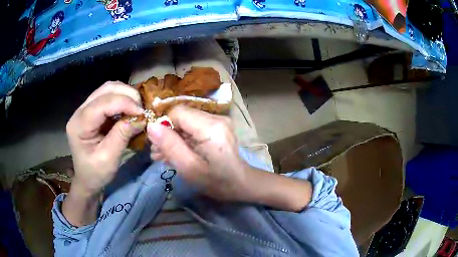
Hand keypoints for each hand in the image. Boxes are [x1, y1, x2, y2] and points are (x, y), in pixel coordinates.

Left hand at [66, 81, 144, 196]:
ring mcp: (84, 109)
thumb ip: (122, 135)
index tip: (143, 113)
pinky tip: (128, 109)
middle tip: (141, 109)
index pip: (102, 104)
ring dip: (125, 94)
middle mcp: (79, 111)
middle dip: (127, 95)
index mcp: (79, 125)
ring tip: (136, 108)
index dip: (124, 103)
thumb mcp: (109, 158)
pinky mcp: (91, 110)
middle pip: (105, 89)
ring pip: (107, 89)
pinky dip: (121, 99)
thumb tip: (141, 117)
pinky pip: (108, 96)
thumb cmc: (96, 173)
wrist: (87, 179)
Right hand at [147, 106, 246, 200]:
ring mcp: (218, 121)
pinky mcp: (217, 126)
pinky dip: (183, 139)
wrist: (240, 184)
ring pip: (186, 121)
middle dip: (167, 133)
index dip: (164, 126)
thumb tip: (151, 126)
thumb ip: (170, 146)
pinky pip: (194, 127)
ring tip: (165, 156)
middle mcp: (216, 118)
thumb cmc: (216, 181)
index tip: (158, 145)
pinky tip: (177, 153)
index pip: (178, 112)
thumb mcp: (189, 168)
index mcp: (211, 127)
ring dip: (173, 137)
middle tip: (159, 154)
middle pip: (182, 116)